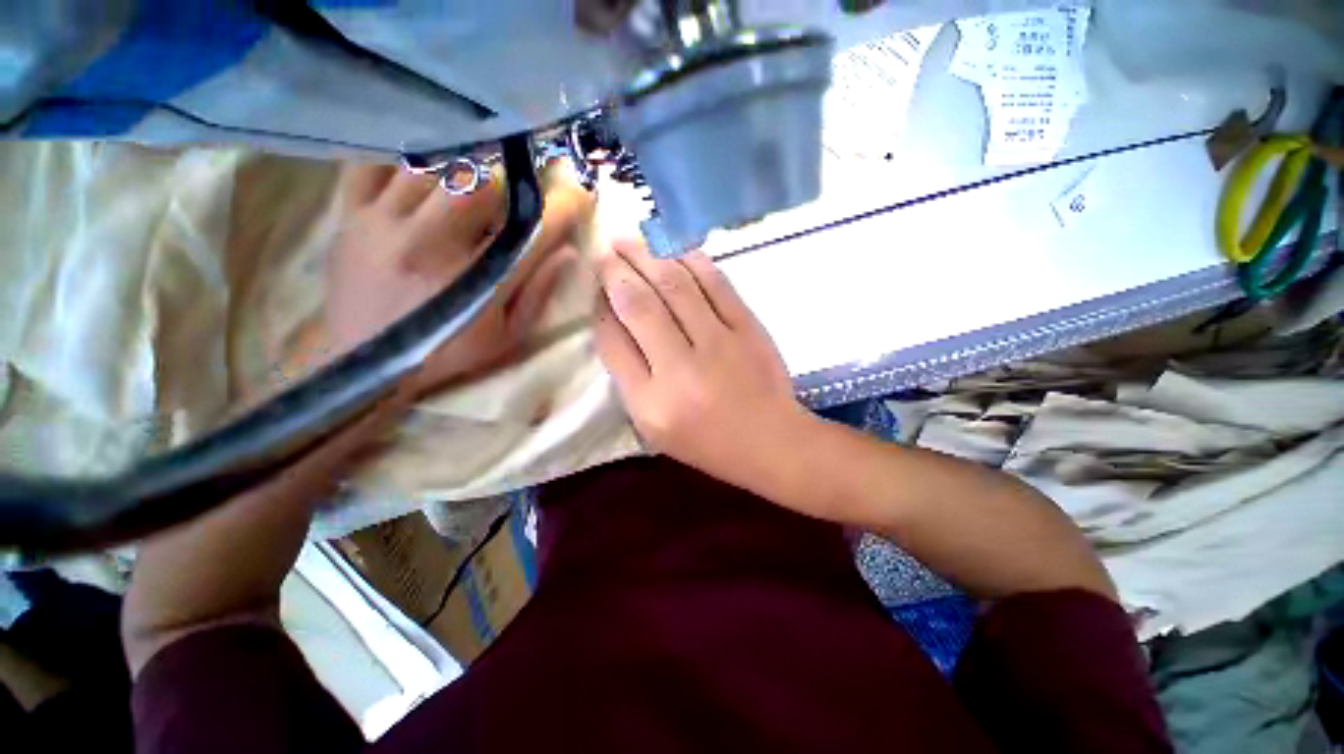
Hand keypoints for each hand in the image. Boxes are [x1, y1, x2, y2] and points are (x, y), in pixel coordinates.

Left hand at [324, 164, 584, 393]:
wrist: (367, 366)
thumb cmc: (447, 354)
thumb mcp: (506, 338)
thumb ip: (537, 295)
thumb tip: (567, 252)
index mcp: (475, 280)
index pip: (529, 230)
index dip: (561, 207)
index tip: (579, 194)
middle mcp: (429, 242)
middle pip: (477, 184)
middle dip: (508, 183)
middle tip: (515, 193)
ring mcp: (383, 223)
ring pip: (430, 167)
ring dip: (461, 170)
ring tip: (471, 185)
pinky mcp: (349, 215)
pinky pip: (373, 165)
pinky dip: (401, 159)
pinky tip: (421, 173)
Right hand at [593, 240, 810, 487]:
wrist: (771, 442)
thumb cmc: (707, 442)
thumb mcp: (653, 426)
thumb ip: (630, 377)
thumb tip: (612, 321)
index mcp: (651, 403)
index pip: (613, 342)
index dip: (599, 308)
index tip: (595, 288)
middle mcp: (681, 370)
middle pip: (639, 305)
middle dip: (616, 271)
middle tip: (604, 251)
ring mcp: (720, 344)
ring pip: (675, 285)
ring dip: (648, 256)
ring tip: (629, 241)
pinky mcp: (749, 328)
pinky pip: (716, 283)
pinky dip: (692, 260)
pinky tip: (673, 248)